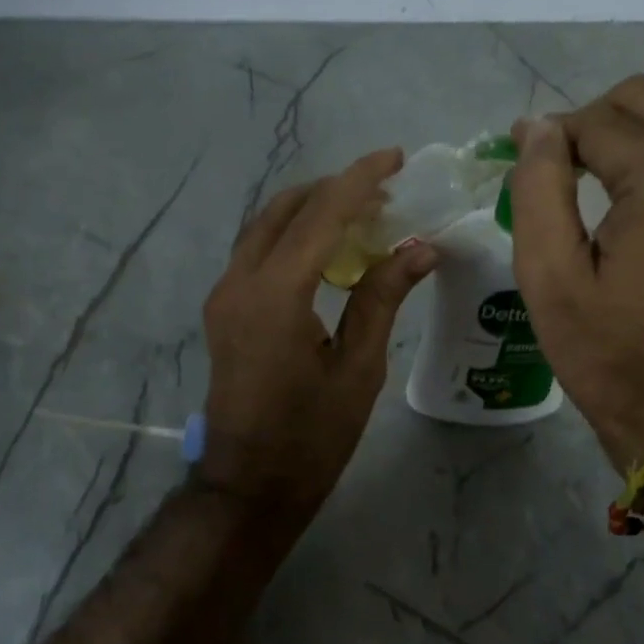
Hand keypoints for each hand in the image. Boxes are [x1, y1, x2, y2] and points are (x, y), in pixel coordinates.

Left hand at [199, 149, 436, 531]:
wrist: (249, 485)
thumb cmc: (311, 437)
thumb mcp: (358, 368)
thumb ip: (381, 299)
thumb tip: (419, 248)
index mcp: (275, 295)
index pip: (321, 216)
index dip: (360, 181)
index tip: (395, 157)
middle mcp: (239, 282)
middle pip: (285, 209)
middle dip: (334, 189)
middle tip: (383, 189)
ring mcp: (225, 295)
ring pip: (265, 227)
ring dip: (310, 209)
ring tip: (361, 212)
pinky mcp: (224, 310)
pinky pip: (258, 252)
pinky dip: (293, 236)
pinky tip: (328, 248)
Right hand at [510, 76, 643, 469]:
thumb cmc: (605, 352)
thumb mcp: (548, 277)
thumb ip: (538, 189)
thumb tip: (537, 128)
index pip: (597, 121)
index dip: (549, 136)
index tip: (519, 162)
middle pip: (643, 99)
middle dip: (590, 123)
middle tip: (556, 172)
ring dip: (635, 124)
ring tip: (603, 171)